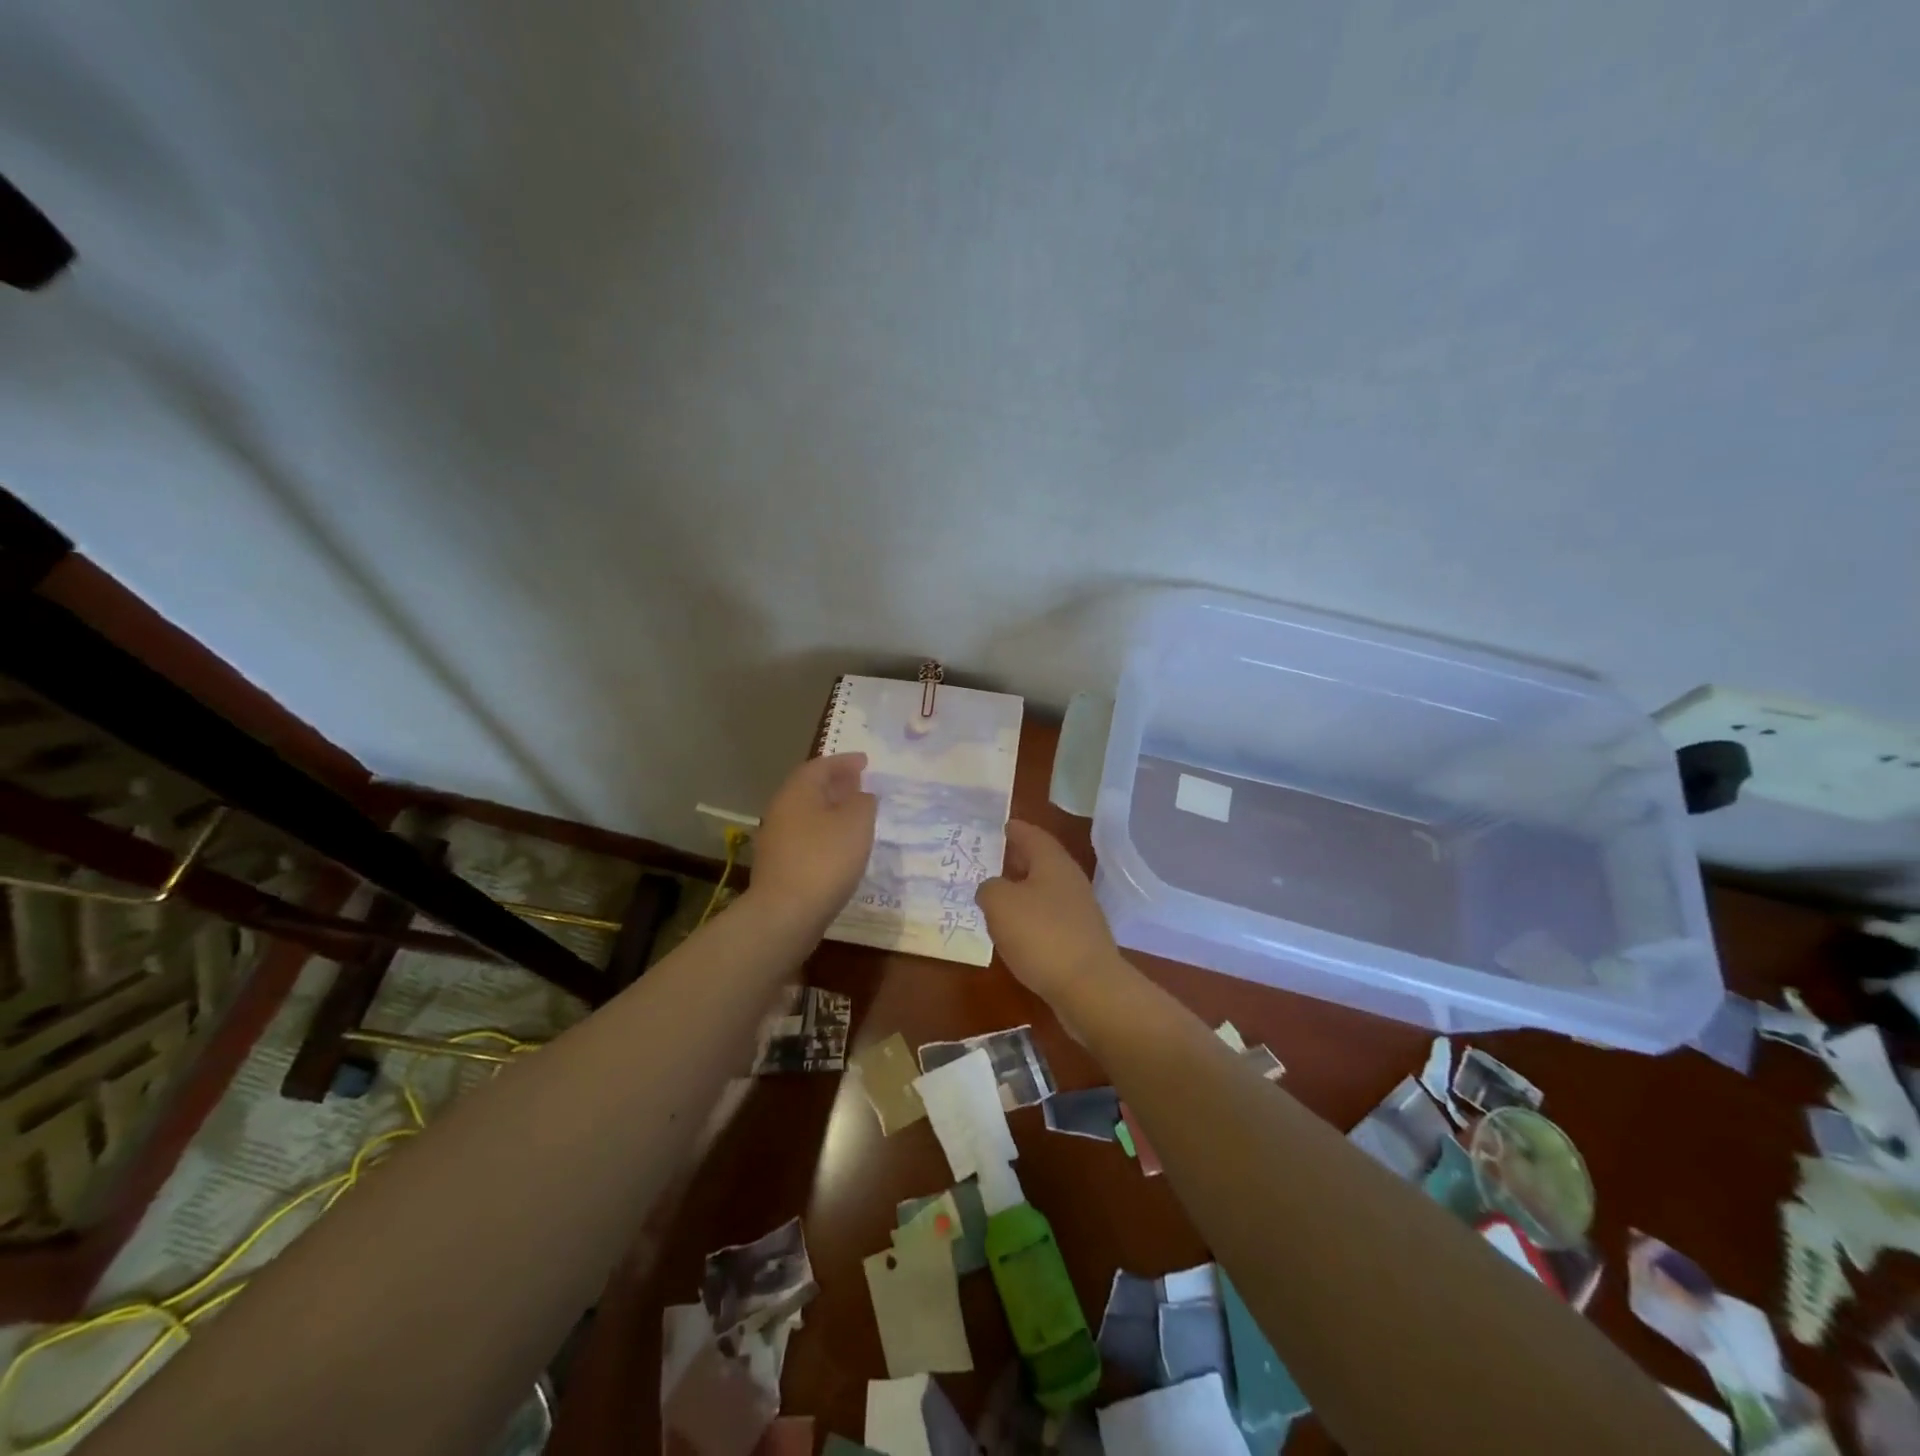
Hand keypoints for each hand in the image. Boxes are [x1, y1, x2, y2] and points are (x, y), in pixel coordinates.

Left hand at [747, 753, 876, 925]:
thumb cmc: (825, 860)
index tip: (866, 762)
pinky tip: (842, 847)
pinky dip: (826, 834)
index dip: (844, 762)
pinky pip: (807, 838)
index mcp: (797, 792)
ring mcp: (777, 840)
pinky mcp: (780, 867)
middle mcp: (782, 811)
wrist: (785, 915)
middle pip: (810, 789)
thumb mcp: (856, 823)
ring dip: (831, 811)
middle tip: (861, 785)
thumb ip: (863, 802)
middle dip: (837, 784)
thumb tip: (861, 795)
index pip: (820, 765)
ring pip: (808, 815)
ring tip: (856, 816)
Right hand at [977, 820, 1123, 1014]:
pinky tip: (1016, 930)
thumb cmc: (1041, 935)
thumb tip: (992, 888)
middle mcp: (1070, 880)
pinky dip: (1032, 916)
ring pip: (1046, 890)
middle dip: (1019, 859)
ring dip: (1024, 889)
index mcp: (1053, 862)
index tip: (1002, 825)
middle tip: (994, 858)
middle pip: (1042, 861)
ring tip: (999, 895)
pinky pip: (1050, 917)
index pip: (1032, 835)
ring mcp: (1079, 911)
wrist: (1089, 987)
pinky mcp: (1081, 939)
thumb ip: (989, 888)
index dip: (1016, 829)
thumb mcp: (1000, 904)